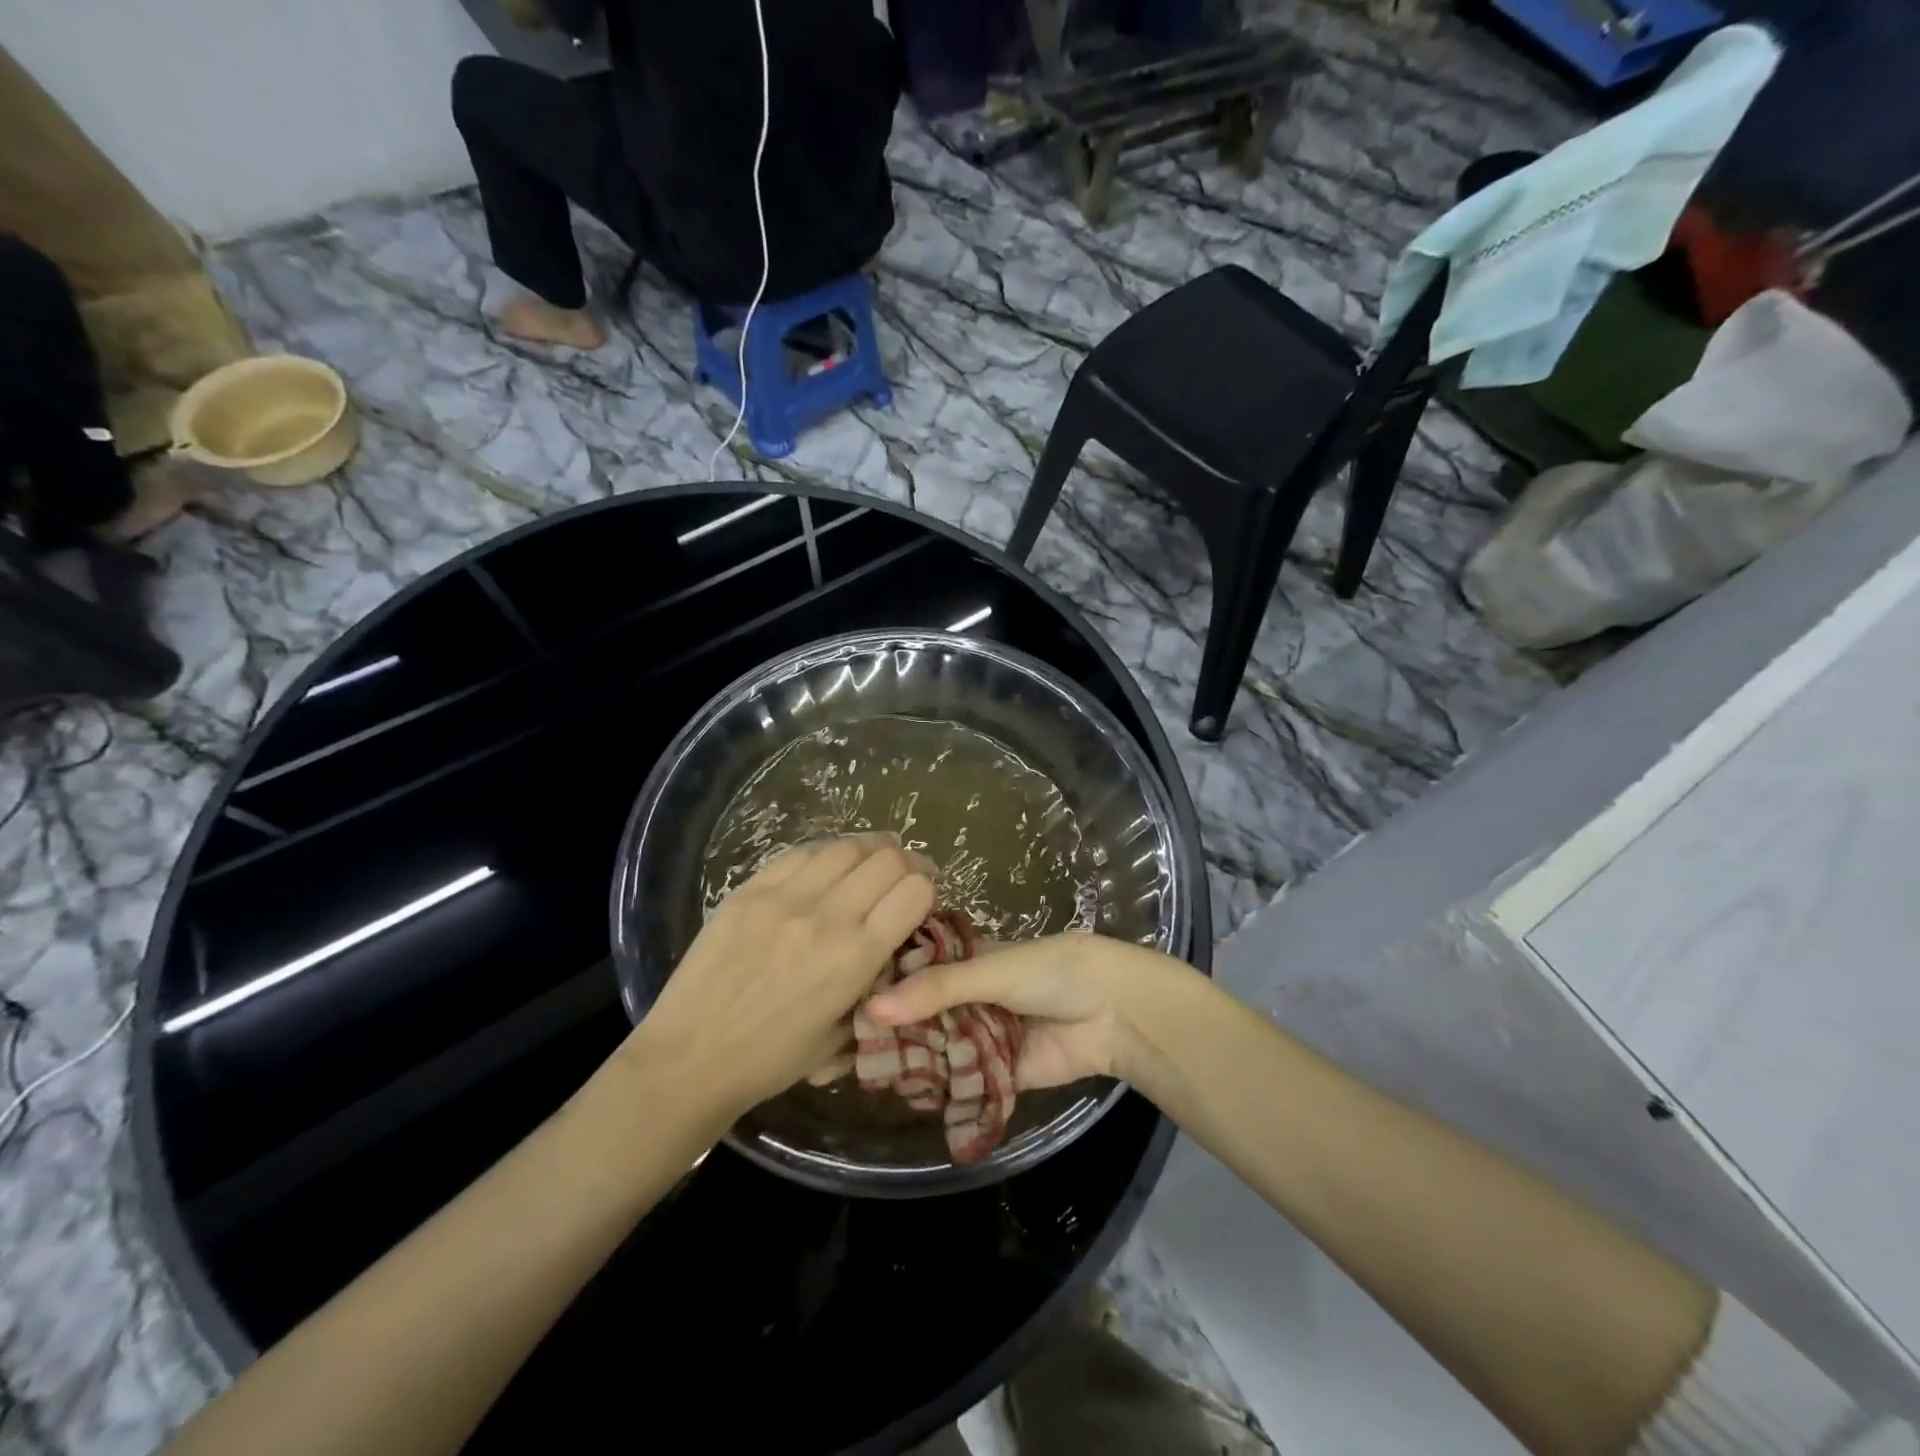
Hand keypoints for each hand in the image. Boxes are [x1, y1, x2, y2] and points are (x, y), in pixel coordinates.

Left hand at [625, 835, 935, 1121]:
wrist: (690, 1058)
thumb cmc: (771, 1060)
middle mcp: (827, 916)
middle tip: (904, 873)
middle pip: (887, 859)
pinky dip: (826, 851)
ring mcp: (785, 897)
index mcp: (856, 957)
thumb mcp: (842, 1033)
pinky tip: (829, 862)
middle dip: (907, 861)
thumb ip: (874, 983)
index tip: (923, 896)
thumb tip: (891, 944)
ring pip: (846, 846)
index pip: (915, 891)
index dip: (927, 887)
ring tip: (871, 859)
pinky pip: (801, 852)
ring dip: (869, 849)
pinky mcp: (750, 889)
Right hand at [863, 932, 1196, 1090]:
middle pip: (923, 1012)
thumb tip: (872, 1008)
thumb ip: (936, 989)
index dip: (886, 981)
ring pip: (937, 1047)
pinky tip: (901, 1094)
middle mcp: (970, 997)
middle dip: (893, 1028)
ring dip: (911, 1059)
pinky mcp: (996, 1073)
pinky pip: (961, 1080)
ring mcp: (982, 1035)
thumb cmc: (1050, 971)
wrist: (1112, 1011)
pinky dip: (938, 1087)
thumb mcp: (990, 970)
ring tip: (862, 1073)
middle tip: (843, 1045)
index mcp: (968, 961)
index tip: (842, 993)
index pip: (917, 970)